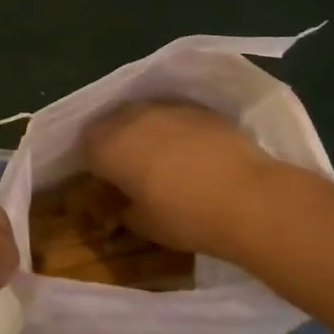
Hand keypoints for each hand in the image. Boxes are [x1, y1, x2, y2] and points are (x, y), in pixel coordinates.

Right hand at [82, 100, 275, 257]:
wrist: (248, 197)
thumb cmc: (186, 217)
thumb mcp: (146, 225)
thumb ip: (125, 211)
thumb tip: (124, 208)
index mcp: (107, 145)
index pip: (86, 146)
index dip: (96, 165)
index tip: (109, 184)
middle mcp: (130, 117)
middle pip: (112, 124)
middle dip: (119, 143)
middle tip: (135, 171)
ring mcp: (166, 108)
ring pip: (145, 116)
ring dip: (148, 133)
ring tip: (166, 160)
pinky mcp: (199, 108)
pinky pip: (176, 116)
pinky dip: (178, 131)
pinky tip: (196, 154)